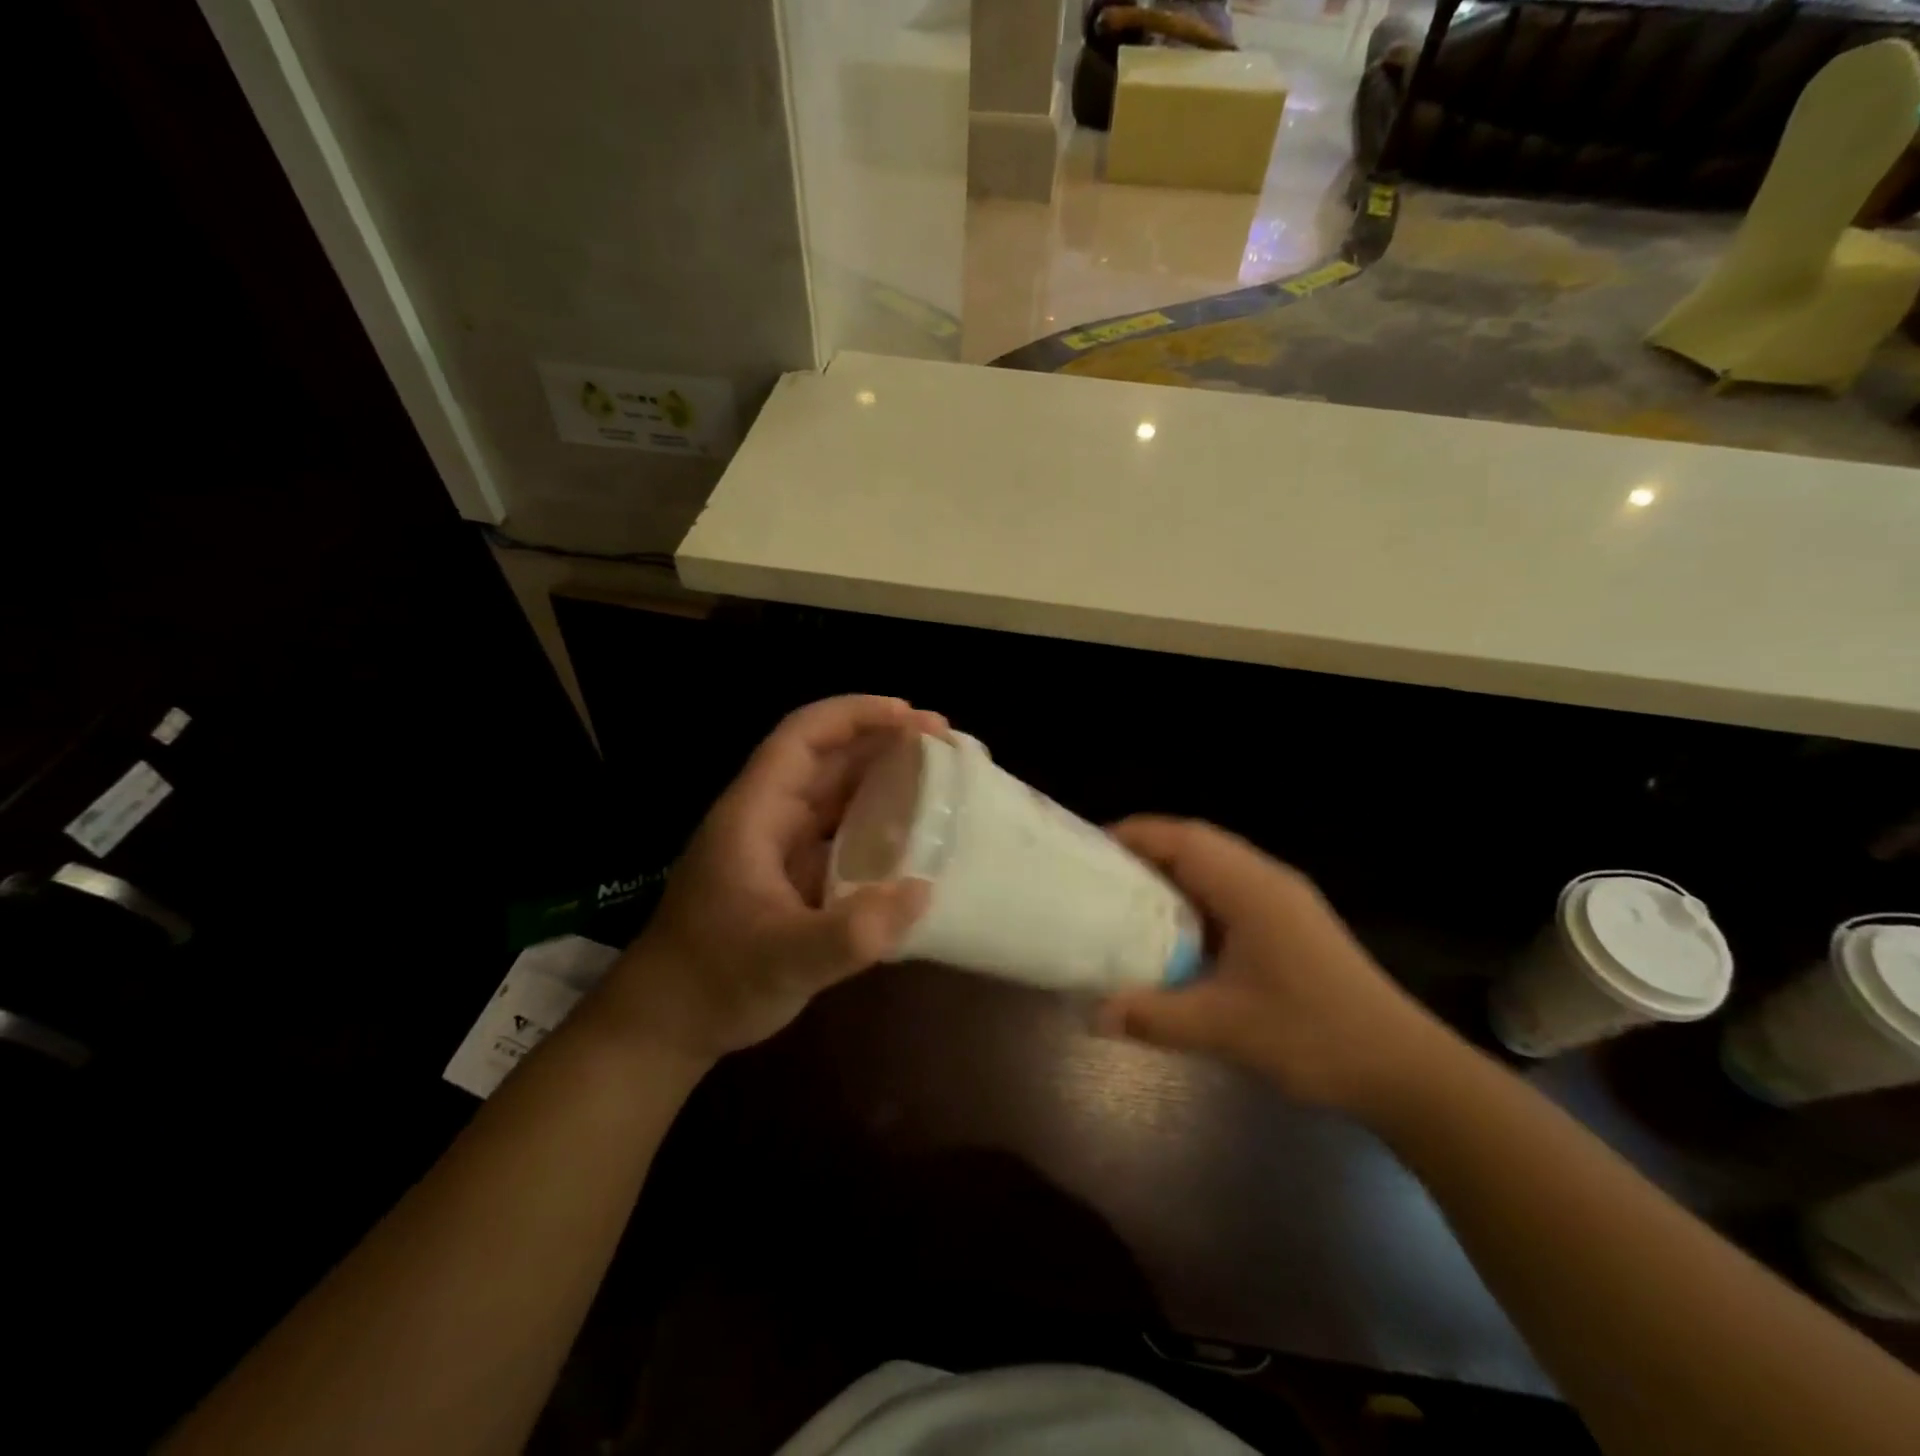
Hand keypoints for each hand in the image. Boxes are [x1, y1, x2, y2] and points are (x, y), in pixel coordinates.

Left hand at [592, 696, 941, 1064]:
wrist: (668, 1025)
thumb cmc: (713, 981)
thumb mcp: (781, 960)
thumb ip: (849, 933)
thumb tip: (923, 892)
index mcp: (755, 813)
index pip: (802, 738)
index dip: (855, 715)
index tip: (911, 717)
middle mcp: (769, 818)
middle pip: (827, 758)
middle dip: (883, 740)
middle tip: (945, 742)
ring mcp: (781, 848)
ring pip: (836, 794)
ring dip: (884, 778)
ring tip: (941, 778)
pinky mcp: (794, 877)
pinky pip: (842, 834)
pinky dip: (879, 825)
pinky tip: (915, 839)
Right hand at [1096, 817, 1449, 1117]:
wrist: (1403, 1069)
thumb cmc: (1312, 1035)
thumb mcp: (1224, 1028)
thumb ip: (1154, 1017)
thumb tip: (1093, 1015)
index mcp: (1252, 889)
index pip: (1185, 839)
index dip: (1136, 835)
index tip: (1092, 848)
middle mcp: (1268, 881)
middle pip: (1198, 844)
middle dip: (1148, 850)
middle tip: (1101, 874)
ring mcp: (1284, 901)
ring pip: (1217, 867)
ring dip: (1173, 874)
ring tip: (1128, 898)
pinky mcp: (1292, 924)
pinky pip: (1232, 892)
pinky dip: (1196, 899)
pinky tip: (1177, 932)